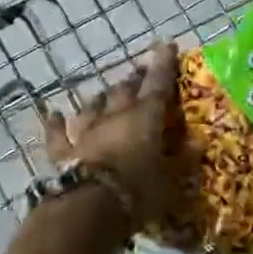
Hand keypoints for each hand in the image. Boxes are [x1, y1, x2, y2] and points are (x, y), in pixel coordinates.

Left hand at [41, 43, 181, 230]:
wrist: (89, 208)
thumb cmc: (138, 191)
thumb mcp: (172, 181)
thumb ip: (183, 160)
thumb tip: (197, 142)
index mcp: (145, 118)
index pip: (158, 84)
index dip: (164, 64)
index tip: (166, 44)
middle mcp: (115, 117)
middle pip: (124, 90)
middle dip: (133, 80)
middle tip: (139, 74)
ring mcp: (87, 132)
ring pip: (93, 106)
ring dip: (101, 99)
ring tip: (106, 92)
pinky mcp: (64, 152)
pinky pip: (59, 134)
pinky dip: (58, 124)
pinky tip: (56, 115)